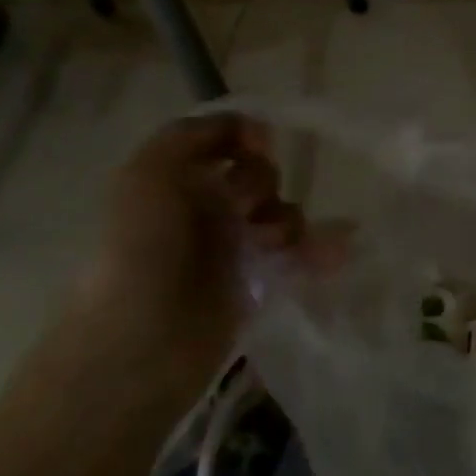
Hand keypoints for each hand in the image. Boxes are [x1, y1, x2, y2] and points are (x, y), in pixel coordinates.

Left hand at [84, 114, 302, 401]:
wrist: (139, 347)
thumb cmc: (140, 252)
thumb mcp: (147, 174)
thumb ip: (194, 135)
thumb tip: (254, 129)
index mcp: (175, 182)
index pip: (225, 142)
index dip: (246, 137)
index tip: (257, 147)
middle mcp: (203, 210)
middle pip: (259, 176)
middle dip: (264, 183)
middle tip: (247, 210)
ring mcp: (231, 249)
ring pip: (282, 214)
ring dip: (290, 220)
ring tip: (276, 246)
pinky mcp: (256, 285)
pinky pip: (299, 255)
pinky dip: (321, 249)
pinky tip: (337, 252)